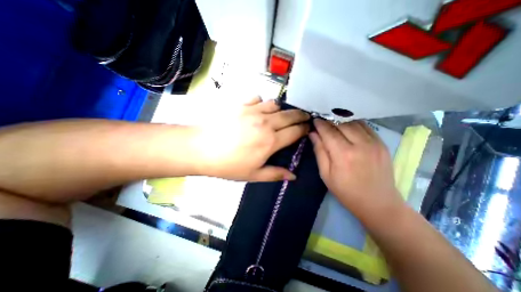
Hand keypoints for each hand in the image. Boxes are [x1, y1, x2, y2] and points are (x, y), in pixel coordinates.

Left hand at [190, 97, 308, 180]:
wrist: (201, 148)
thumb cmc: (228, 165)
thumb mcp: (253, 174)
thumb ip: (275, 174)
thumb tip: (293, 176)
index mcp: (271, 141)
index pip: (295, 131)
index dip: (304, 129)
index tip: (308, 128)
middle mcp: (266, 123)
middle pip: (290, 115)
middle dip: (300, 115)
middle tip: (304, 116)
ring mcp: (253, 111)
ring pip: (275, 104)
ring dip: (281, 109)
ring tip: (280, 114)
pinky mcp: (240, 104)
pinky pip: (257, 98)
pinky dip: (261, 102)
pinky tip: (258, 108)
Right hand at [309, 118, 401, 216]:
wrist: (378, 203)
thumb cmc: (346, 191)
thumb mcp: (325, 174)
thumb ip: (319, 151)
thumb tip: (313, 134)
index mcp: (343, 154)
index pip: (328, 131)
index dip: (320, 124)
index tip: (314, 120)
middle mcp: (360, 145)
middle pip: (341, 124)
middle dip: (329, 121)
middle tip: (322, 122)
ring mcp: (374, 143)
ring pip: (354, 122)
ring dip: (341, 121)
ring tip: (334, 124)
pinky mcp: (382, 144)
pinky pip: (366, 126)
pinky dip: (354, 124)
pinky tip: (348, 128)